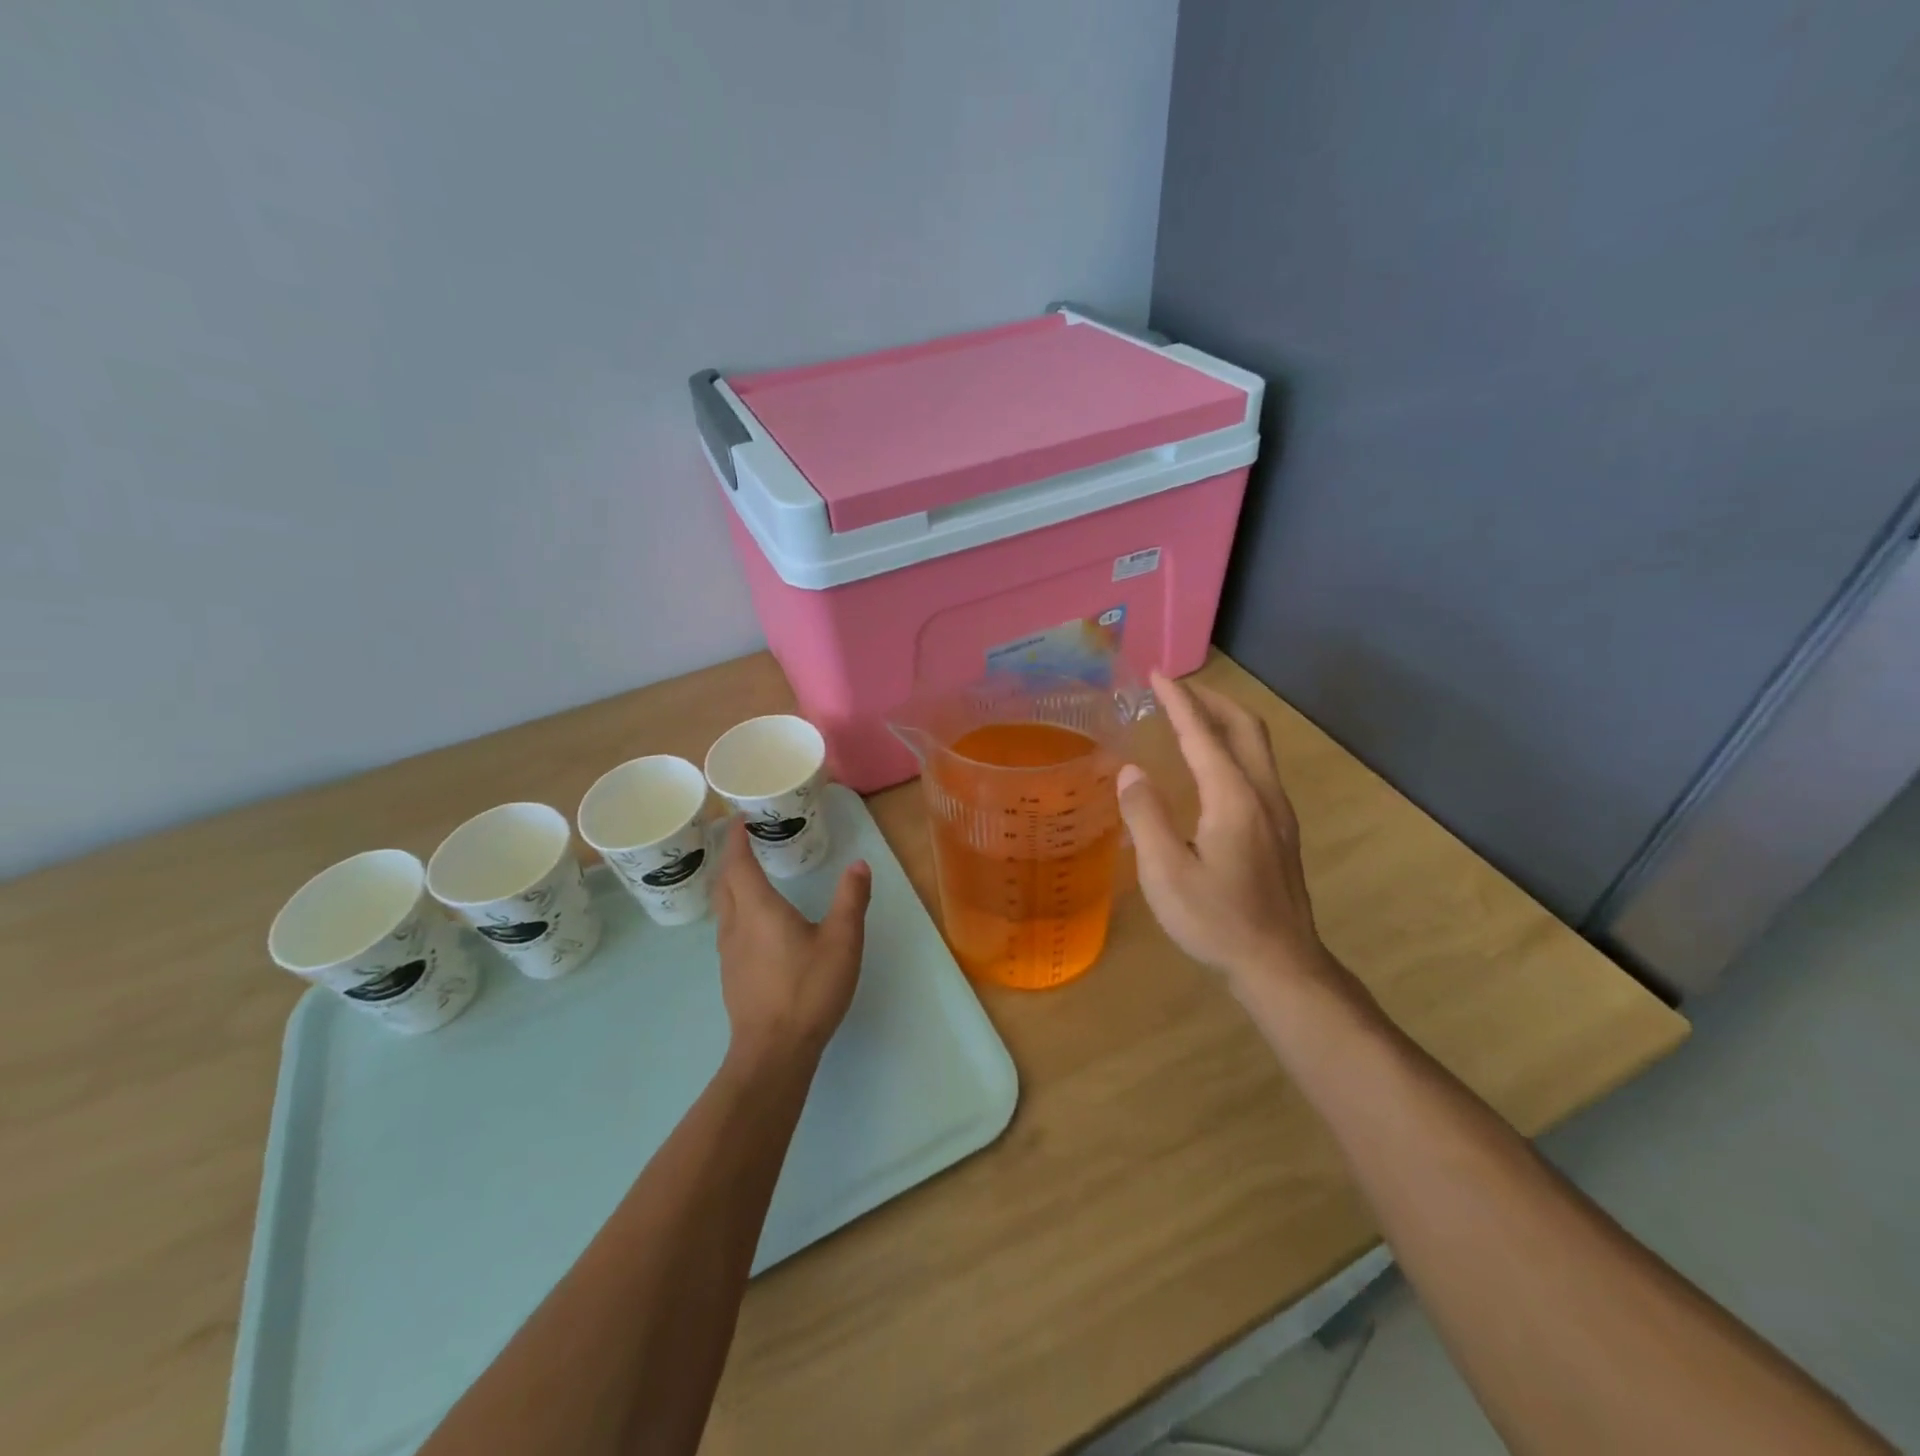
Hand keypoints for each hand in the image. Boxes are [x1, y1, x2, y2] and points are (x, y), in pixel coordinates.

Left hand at [713, 818, 872, 1070]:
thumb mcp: (842, 941)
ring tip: (749, 876)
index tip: (740, 821)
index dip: (737, 840)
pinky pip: (728, 929)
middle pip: (723, 883)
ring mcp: (729, 954)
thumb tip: (859, 865)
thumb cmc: (808, 989)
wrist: (774, 1051)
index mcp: (758, 910)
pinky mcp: (732, 976)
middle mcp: (736, 926)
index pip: (738, 864)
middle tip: (745, 843)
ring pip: (723, 908)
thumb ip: (850, 899)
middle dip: (731, 859)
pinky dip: (736, 910)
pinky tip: (756, 923)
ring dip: (731, 885)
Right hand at [1117, 671, 1347, 1002]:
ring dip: (1224, 721)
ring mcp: (1278, 813)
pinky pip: (1257, 769)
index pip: (1203, 734)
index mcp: (1233, 798)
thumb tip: (1130, 772)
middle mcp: (1262, 794)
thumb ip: (1145, 817)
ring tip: (1192, 717)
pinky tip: (1212, 768)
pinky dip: (1232, 747)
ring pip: (1256, 747)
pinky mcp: (1280, 832)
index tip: (1157, 675)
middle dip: (1211, 700)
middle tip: (1176, 688)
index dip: (1179, 701)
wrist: (1281, 966)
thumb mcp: (1166, 873)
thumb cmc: (1217, 921)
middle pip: (1244, 728)